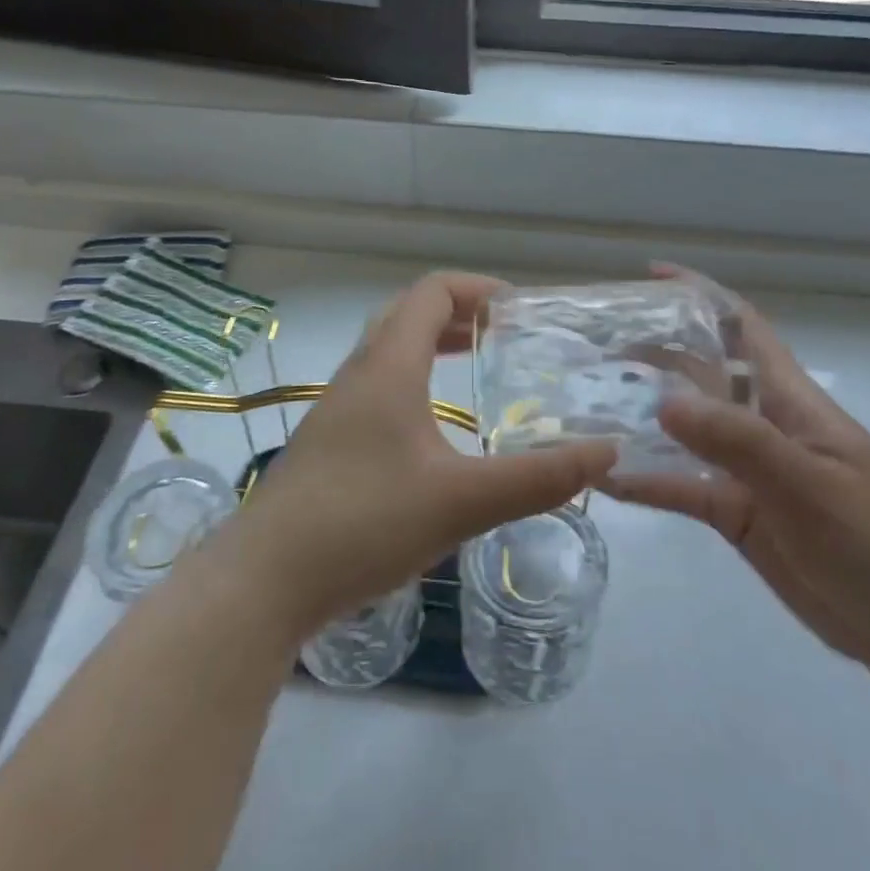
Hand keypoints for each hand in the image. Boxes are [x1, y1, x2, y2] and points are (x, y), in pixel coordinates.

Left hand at [229, 273, 616, 637]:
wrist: (264, 581)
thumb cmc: (363, 522)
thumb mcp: (462, 501)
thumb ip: (537, 477)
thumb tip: (606, 452)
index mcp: (388, 367)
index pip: (431, 292)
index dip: (478, 289)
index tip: (520, 310)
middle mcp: (359, 374)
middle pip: (407, 314)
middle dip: (458, 314)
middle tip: (504, 335)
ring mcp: (337, 410)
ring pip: (388, 352)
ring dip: (431, 346)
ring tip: (475, 368)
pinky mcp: (329, 444)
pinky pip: (378, 388)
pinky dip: (414, 382)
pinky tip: (434, 430)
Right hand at [603, 266, 869, 685]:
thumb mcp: (809, 484)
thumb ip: (738, 441)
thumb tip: (664, 400)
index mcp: (791, 400)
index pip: (744, 327)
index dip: (703, 296)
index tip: (652, 277)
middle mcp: (764, 424)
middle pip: (703, 374)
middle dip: (658, 354)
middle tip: (599, 348)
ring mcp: (748, 471)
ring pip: (686, 432)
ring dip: (643, 418)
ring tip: (589, 406)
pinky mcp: (736, 514)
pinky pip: (683, 488)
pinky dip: (647, 482)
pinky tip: (606, 479)